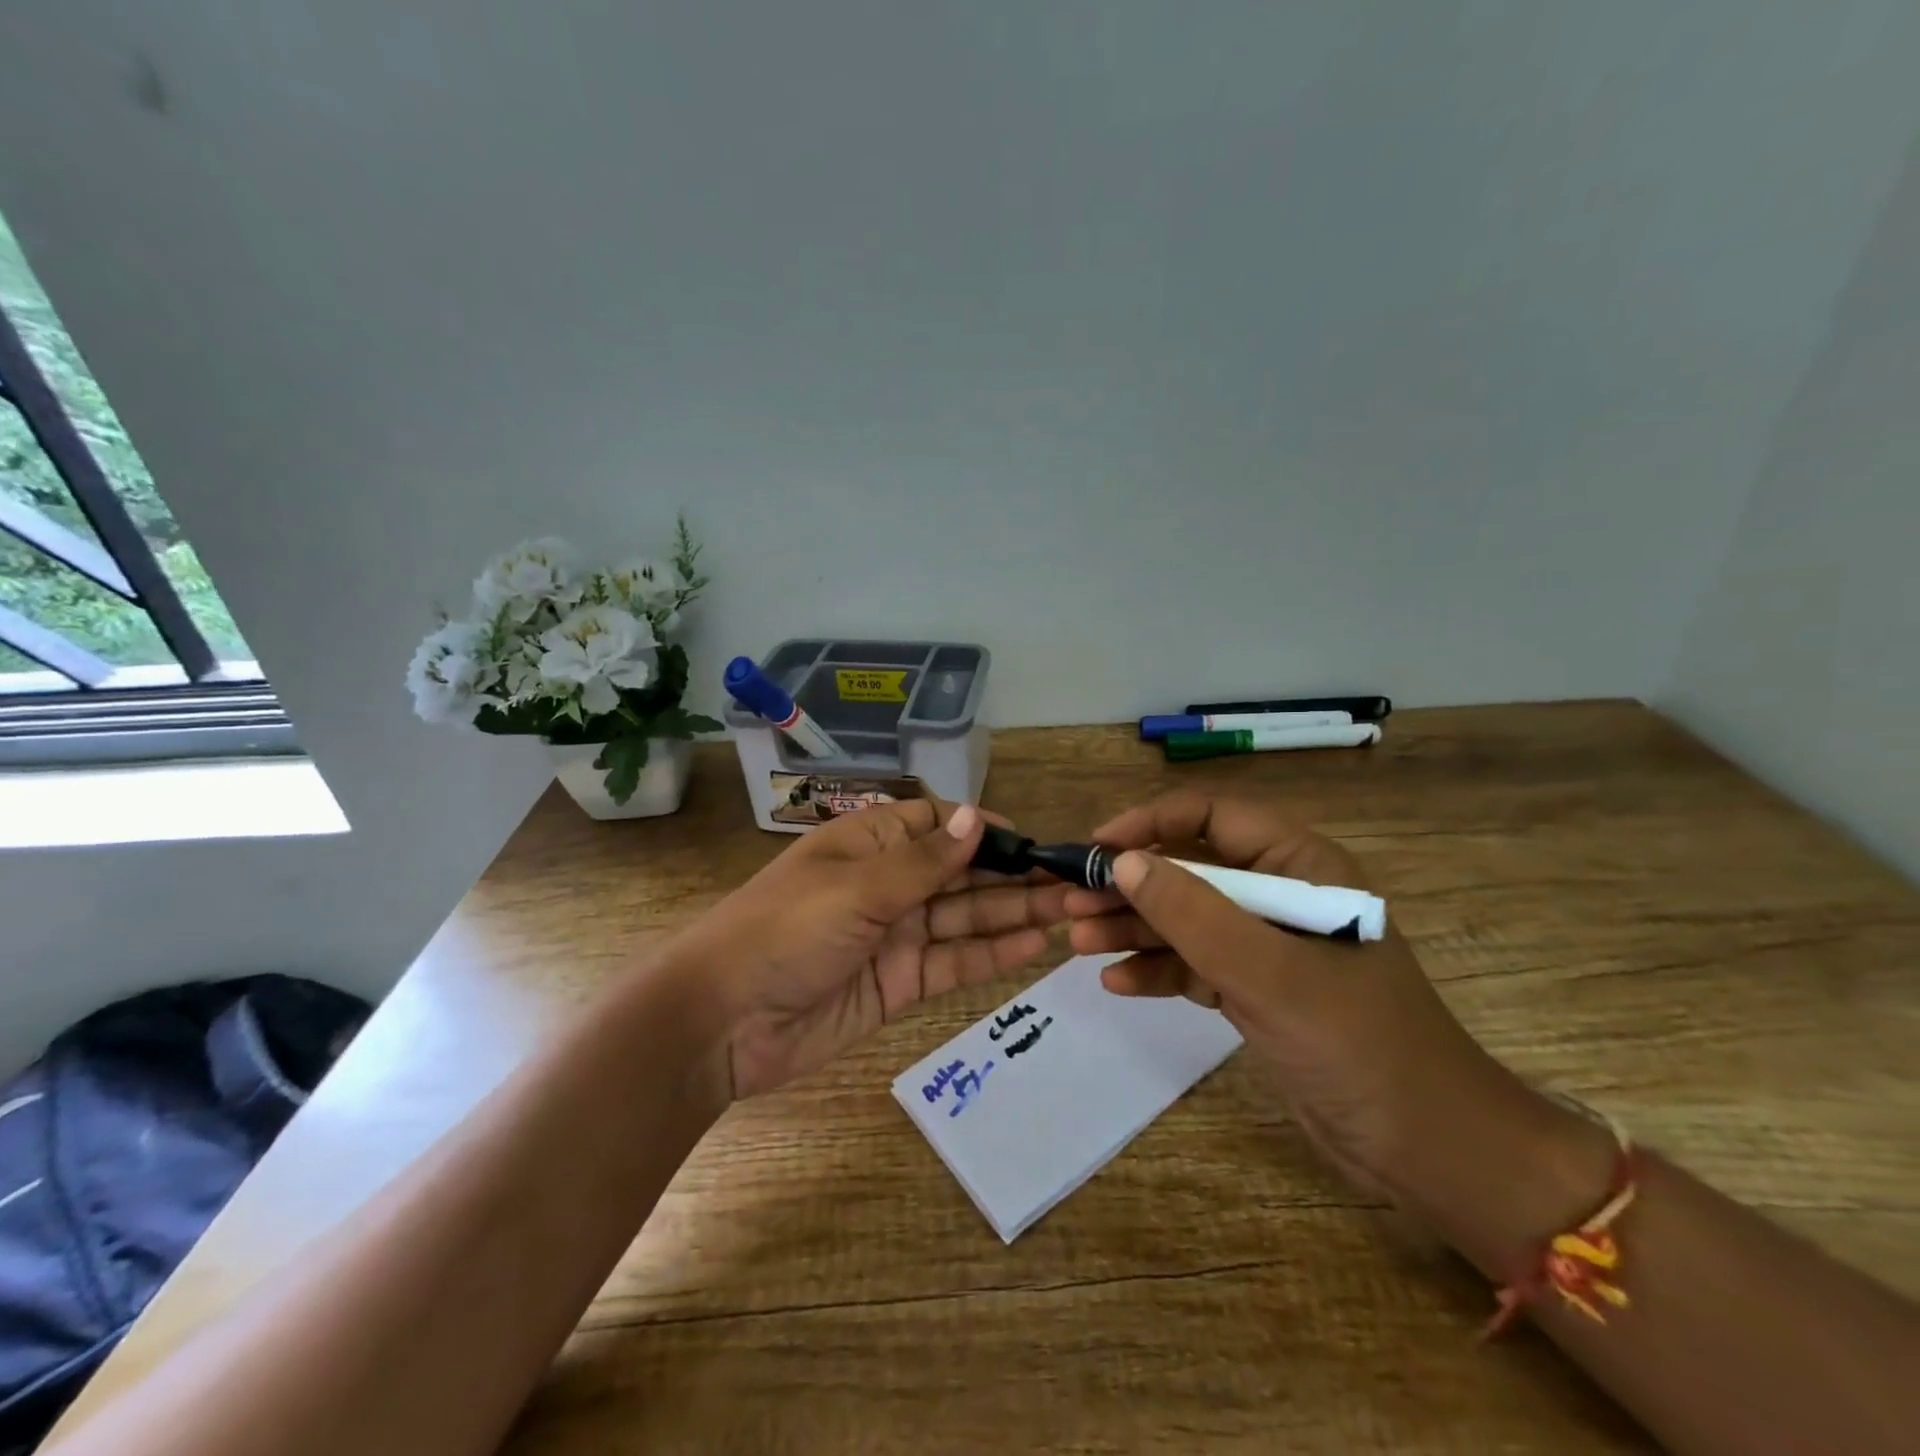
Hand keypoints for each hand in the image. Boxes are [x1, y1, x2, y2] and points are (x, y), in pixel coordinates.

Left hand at [676, 800, 1070, 1100]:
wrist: (722, 1023)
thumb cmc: (786, 931)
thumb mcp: (857, 887)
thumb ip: (925, 861)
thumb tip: (976, 816)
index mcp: (868, 844)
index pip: (934, 823)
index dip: (978, 828)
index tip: (1027, 841)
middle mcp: (885, 884)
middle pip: (958, 873)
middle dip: (1009, 875)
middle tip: (1068, 882)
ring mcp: (893, 935)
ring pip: (963, 918)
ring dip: (1011, 914)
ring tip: (1066, 911)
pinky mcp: (898, 983)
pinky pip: (952, 962)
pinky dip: (990, 955)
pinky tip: (1032, 946)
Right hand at [1063, 790, 1530, 1204]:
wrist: (1427, 1149)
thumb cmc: (1357, 1043)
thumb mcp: (1268, 972)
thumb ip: (1193, 913)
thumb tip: (1123, 862)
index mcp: (1300, 865)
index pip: (1213, 816)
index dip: (1151, 823)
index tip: (1098, 848)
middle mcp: (1281, 894)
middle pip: (1191, 869)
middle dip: (1131, 886)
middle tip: (1073, 904)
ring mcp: (1268, 944)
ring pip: (1187, 918)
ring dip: (1135, 928)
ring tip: (1079, 943)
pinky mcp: (1258, 988)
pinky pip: (1196, 964)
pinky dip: (1159, 970)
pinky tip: (1118, 983)